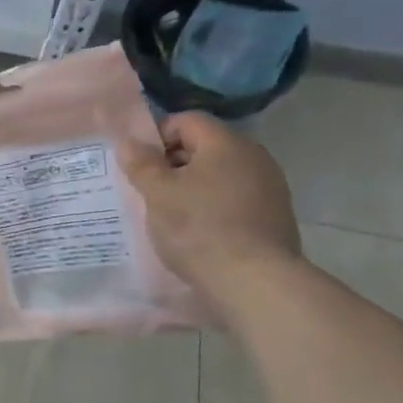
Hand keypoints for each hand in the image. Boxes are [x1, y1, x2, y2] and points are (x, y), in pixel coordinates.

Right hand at [123, 112, 302, 311]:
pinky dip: (213, 206)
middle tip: (149, 191)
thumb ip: (141, 164)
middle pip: (204, 147)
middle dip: (173, 164)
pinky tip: (199, 232)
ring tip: (171, 215)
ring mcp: (270, 187)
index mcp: (226, 143)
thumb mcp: (158, 194)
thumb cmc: (198, 228)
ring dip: (193, 187)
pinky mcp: (275, 216)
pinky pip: (235, 198)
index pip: (186, 120)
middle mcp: (254, 156)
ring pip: (220, 175)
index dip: (157, 136)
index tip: (139, 166)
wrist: (254, 281)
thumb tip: (128, 142)